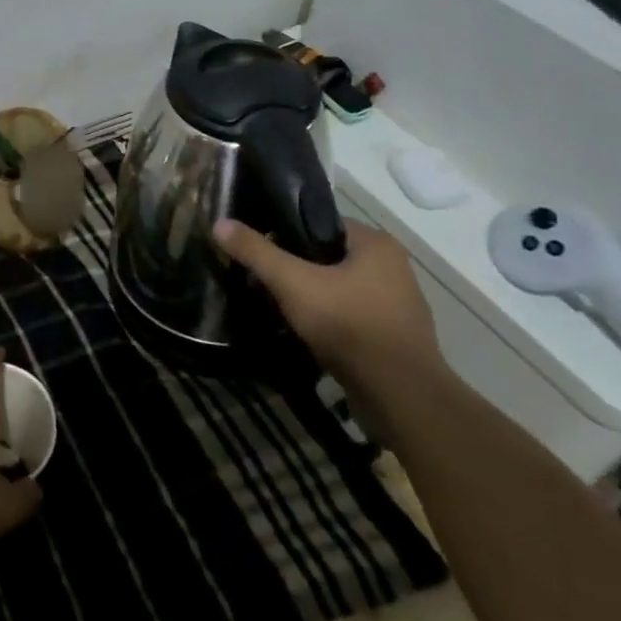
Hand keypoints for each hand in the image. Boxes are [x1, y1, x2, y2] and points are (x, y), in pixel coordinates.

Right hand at [214, 218, 443, 397]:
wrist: (400, 397)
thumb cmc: (349, 326)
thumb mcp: (293, 283)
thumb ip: (257, 252)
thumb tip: (219, 223)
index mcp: (376, 244)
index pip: (319, 223)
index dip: (284, 232)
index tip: (256, 249)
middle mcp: (391, 268)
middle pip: (326, 256)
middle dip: (292, 268)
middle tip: (259, 282)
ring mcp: (394, 305)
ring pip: (336, 288)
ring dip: (308, 296)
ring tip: (274, 307)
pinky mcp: (391, 337)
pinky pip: (348, 316)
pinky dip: (325, 320)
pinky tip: (302, 332)